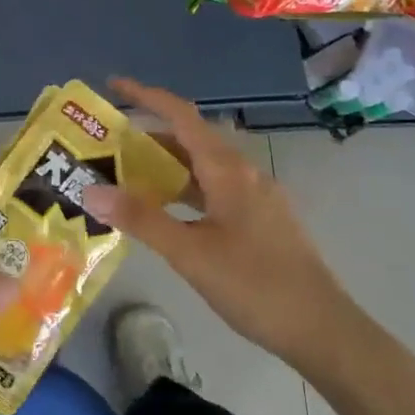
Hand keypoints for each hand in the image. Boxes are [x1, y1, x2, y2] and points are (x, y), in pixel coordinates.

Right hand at [80, 78, 364, 369]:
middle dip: (149, 136)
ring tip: (128, 177)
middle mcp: (243, 173)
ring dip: (167, 166)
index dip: (147, 95)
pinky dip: (185, 190)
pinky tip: (167, 213)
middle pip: (191, 139)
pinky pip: (214, 189)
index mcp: (228, 170)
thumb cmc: (256, 286)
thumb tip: (91, 190)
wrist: (323, 330)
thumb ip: (141, 219)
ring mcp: (256, 197)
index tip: (113, 84)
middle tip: (109, 145)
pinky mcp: (261, 220)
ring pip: (203, 167)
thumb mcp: (191, 253)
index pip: (181, 115)